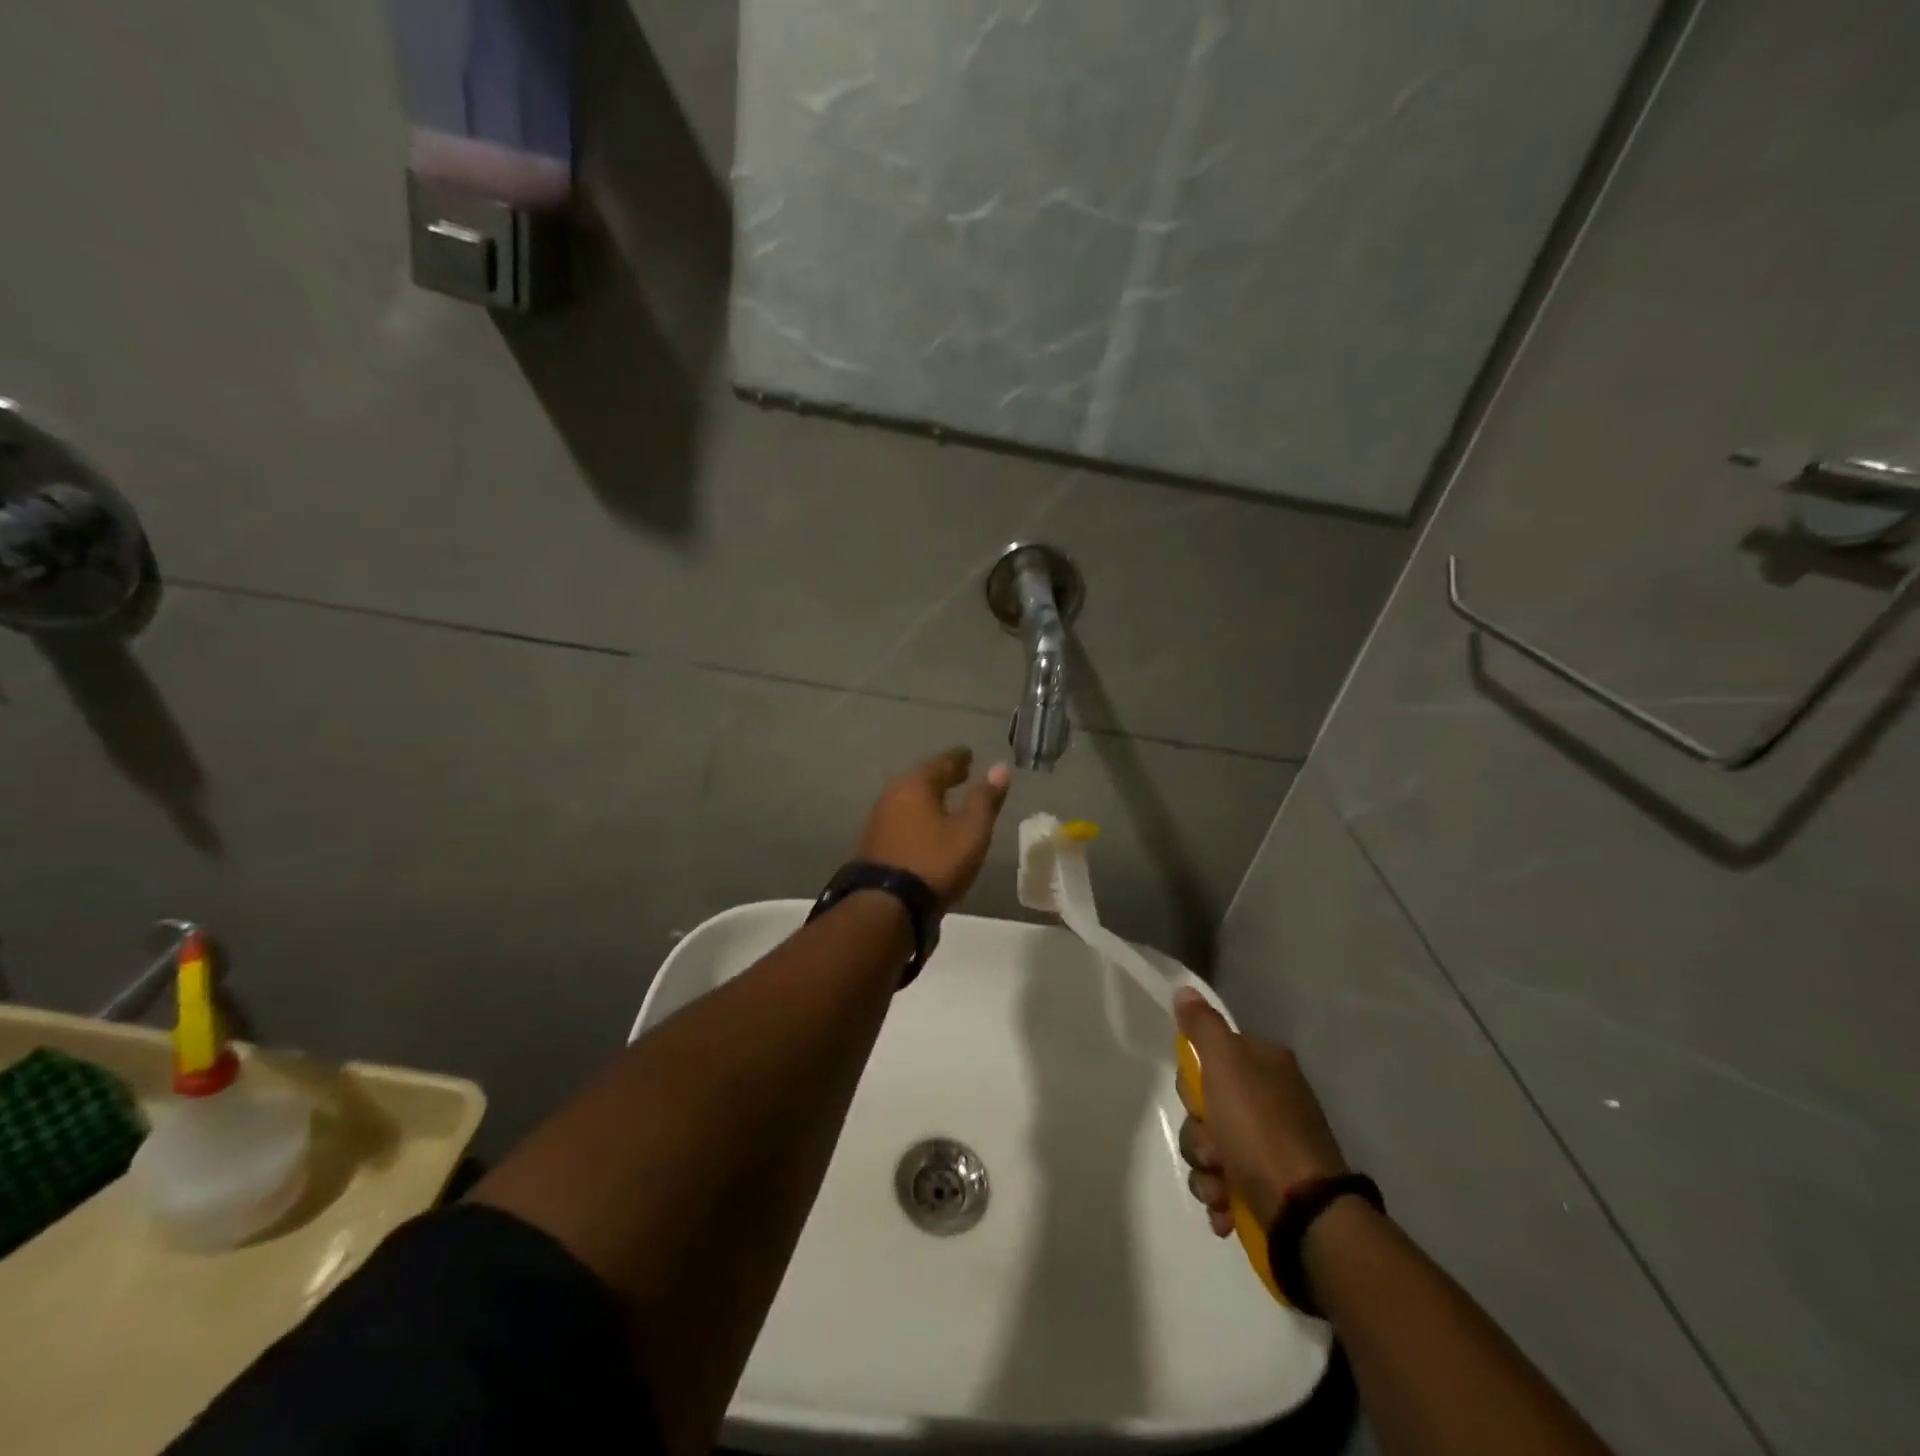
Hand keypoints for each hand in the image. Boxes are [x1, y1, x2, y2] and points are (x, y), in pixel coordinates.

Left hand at [854, 748, 1011, 909]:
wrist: (886, 906)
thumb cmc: (934, 862)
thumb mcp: (970, 832)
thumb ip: (985, 800)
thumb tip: (1000, 767)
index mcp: (916, 785)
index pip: (942, 763)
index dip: (959, 759)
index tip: (969, 755)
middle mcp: (892, 795)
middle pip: (922, 779)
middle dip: (942, 776)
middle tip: (960, 774)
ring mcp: (879, 819)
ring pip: (909, 799)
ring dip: (928, 797)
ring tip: (945, 800)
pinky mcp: (873, 843)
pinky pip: (901, 818)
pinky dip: (917, 816)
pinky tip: (925, 827)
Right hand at [1173, 988, 1348, 1233]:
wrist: (1305, 1213)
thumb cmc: (1259, 1130)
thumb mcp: (1225, 1066)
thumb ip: (1203, 1027)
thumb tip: (1186, 990)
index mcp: (1266, 1065)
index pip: (1210, 1056)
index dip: (1195, 1080)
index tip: (1199, 1099)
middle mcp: (1270, 1100)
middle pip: (1206, 1106)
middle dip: (1199, 1133)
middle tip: (1212, 1147)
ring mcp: (1271, 1145)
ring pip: (1210, 1147)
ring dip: (1205, 1169)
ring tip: (1219, 1188)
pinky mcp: (1268, 1186)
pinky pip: (1224, 1182)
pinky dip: (1220, 1196)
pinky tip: (1225, 1209)